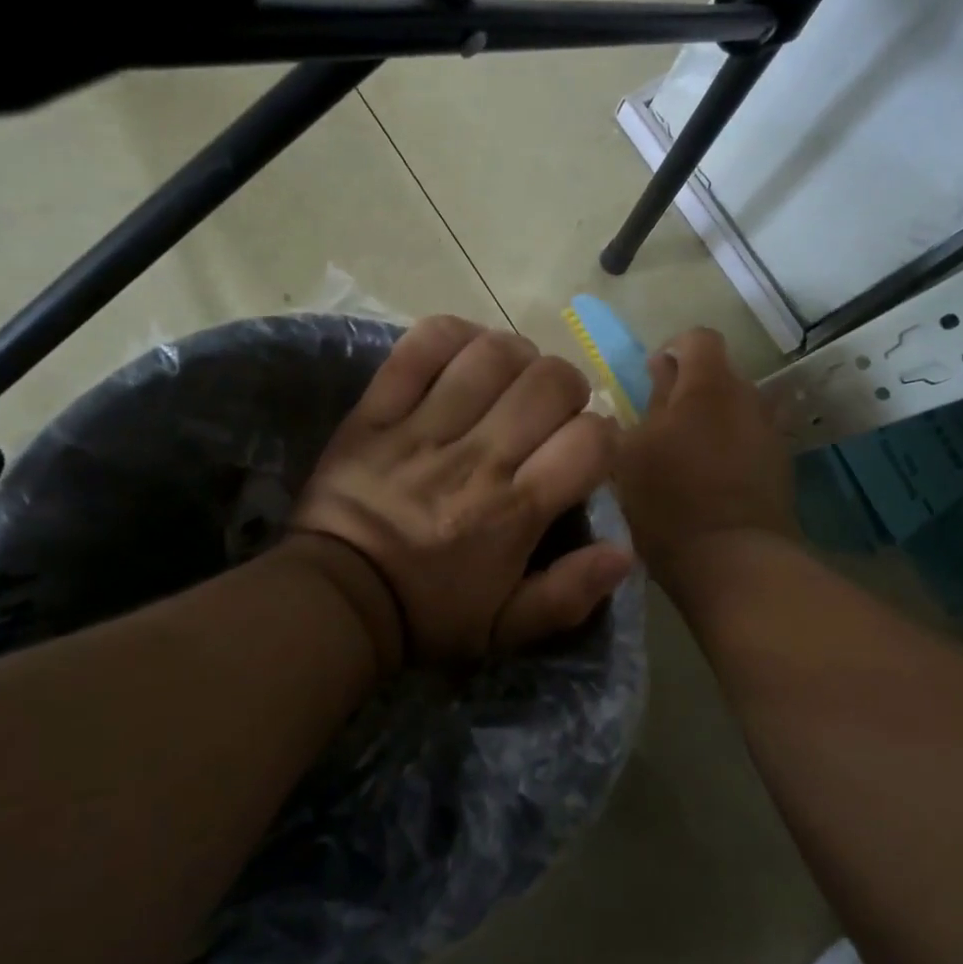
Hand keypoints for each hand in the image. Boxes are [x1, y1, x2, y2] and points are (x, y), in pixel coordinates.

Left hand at [291, 316, 632, 665]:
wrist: (336, 600)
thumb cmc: (429, 613)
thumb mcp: (506, 627)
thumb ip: (570, 594)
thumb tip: (625, 552)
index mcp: (515, 511)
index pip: (590, 441)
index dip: (604, 437)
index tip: (588, 451)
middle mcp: (478, 460)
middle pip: (550, 383)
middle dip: (567, 390)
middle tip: (552, 413)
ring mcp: (424, 429)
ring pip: (493, 355)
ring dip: (517, 357)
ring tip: (511, 381)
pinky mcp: (378, 411)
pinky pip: (421, 348)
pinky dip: (452, 336)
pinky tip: (464, 354)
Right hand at [614, 327, 798, 586]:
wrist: (734, 561)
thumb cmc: (668, 501)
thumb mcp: (631, 451)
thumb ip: (645, 406)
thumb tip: (657, 378)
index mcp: (708, 385)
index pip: (698, 338)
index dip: (673, 349)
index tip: (651, 377)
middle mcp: (747, 398)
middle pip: (719, 374)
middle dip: (690, 390)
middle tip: (659, 424)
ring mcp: (770, 432)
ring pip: (735, 409)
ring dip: (711, 420)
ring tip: (684, 455)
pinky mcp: (781, 466)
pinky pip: (749, 440)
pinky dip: (729, 447)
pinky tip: (709, 480)